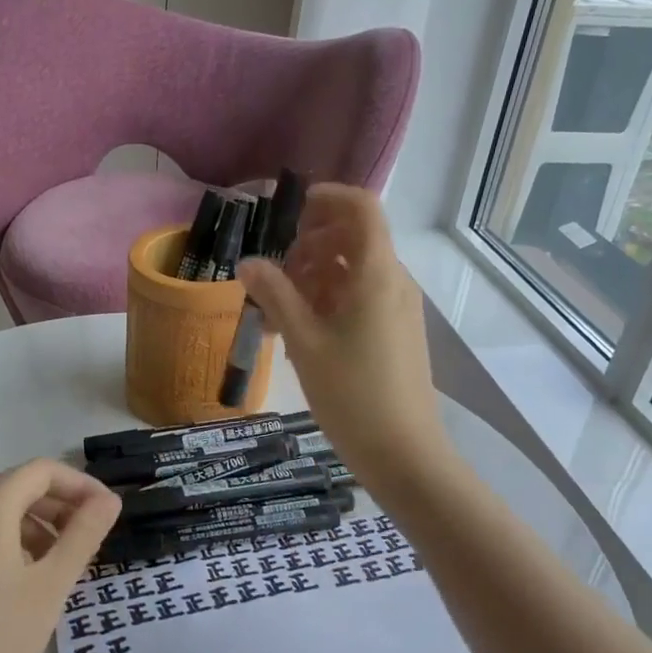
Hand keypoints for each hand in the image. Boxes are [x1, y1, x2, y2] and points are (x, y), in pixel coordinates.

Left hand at [0, 460, 120, 652]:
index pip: (41, 472)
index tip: (108, 514)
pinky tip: (21, 587)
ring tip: (60, 567)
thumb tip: (108, 500)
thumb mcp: (50, 587)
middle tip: (90, 541)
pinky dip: (5, 546)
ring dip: (33, 527)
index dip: (81, 485)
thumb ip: (84, 534)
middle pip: (15, 488)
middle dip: (58, 507)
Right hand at [238, 184, 448, 488]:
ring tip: (278, 309)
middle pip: (353, 237)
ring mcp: (397, 307)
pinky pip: (360, 297)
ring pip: (353, 270)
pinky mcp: (395, 332)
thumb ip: (275, 295)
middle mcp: (393, 281)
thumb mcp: (304, 342)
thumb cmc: (352, 394)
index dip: (327, 198)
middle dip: (310, 244)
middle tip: (275, 274)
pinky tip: (299, 332)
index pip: (362, 207)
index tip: (290, 212)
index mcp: (376, 273)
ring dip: (315, 275)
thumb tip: (247, 262)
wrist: (404, 454)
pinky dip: (329, 300)